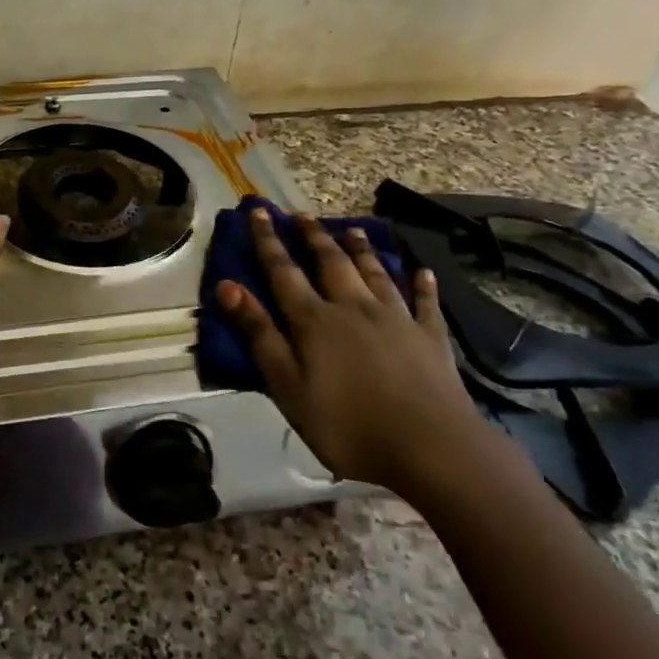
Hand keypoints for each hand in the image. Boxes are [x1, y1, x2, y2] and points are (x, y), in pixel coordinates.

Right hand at [216, 208, 487, 498]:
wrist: (432, 448)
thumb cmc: (348, 425)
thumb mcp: (288, 386)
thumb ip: (259, 335)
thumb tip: (227, 287)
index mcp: (314, 320)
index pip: (283, 271)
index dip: (267, 240)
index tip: (258, 210)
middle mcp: (353, 307)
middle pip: (331, 262)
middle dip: (313, 236)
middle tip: (302, 214)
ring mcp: (396, 319)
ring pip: (375, 272)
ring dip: (361, 249)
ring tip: (351, 228)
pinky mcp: (430, 337)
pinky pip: (425, 302)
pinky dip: (422, 285)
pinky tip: (422, 271)